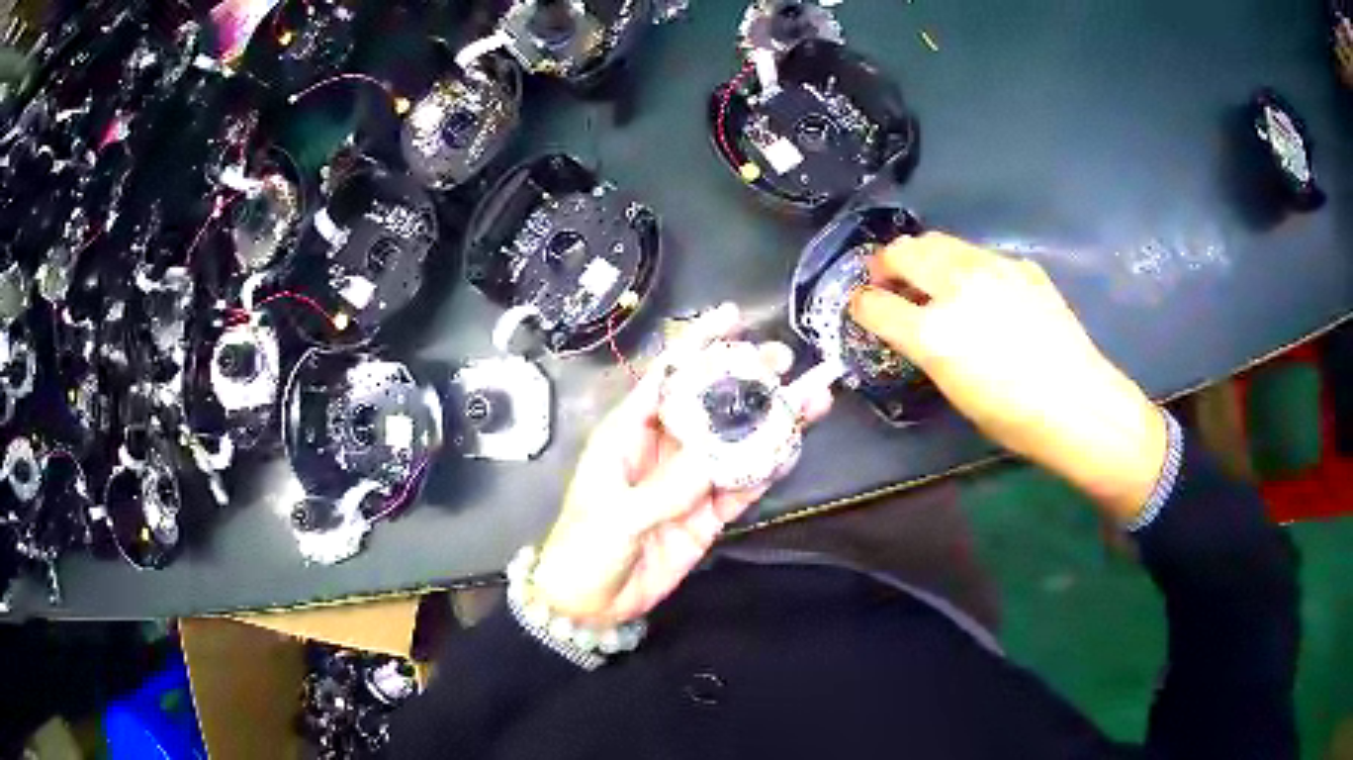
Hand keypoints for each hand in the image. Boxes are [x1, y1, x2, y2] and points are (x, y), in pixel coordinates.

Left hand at [531, 304, 832, 626]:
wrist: (589, 605)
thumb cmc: (583, 549)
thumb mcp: (616, 516)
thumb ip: (665, 489)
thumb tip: (717, 457)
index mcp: (628, 433)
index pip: (667, 376)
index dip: (698, 344)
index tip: (733, 317)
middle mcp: (663, 448)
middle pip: (710, 404)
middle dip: (746, 379)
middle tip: (785, 361)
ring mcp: (688, 481)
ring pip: (735, 442)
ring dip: (770, 422)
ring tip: (811, 400)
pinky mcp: (706, 514)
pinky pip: (741, 485)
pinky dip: (767, 470)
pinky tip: (791, 450)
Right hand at [849, 233, 1167, 523]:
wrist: (1078, 402)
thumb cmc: (1013, 417)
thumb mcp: (955, 390)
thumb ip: (926, 347)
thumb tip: (913, 323)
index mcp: (934, 332)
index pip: (874, 304)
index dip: (861, 305)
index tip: (863, 308)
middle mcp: (956, 287)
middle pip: (902, 252)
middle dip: (886, 265)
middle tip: (890, 281)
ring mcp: (991, 267)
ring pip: (939, 241)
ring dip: (923, 256)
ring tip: (932, 277)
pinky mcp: (1019, 264)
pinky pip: (978, 254)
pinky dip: (965, 265)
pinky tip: (983, 290)